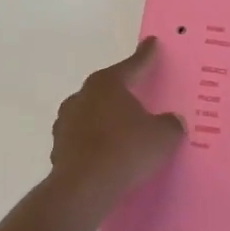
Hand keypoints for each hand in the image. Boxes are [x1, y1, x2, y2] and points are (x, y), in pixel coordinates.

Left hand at [47, 38, 185, 221]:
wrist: (84, 188)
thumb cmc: (126, 150)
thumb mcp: (163, 136)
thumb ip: (170, 124)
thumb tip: (171, 121)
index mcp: (108, 84)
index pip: (133, 64)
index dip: (146, 55)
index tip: (152, 42)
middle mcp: (83, 96)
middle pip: (108, 87)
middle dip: (123, 90)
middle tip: (139, 92)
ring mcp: (66, 122)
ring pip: (92, 113)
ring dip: (107, 118)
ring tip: (123, 130)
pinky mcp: (59, 147)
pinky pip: (84, 138)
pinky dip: (96, 142)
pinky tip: (108, 155)